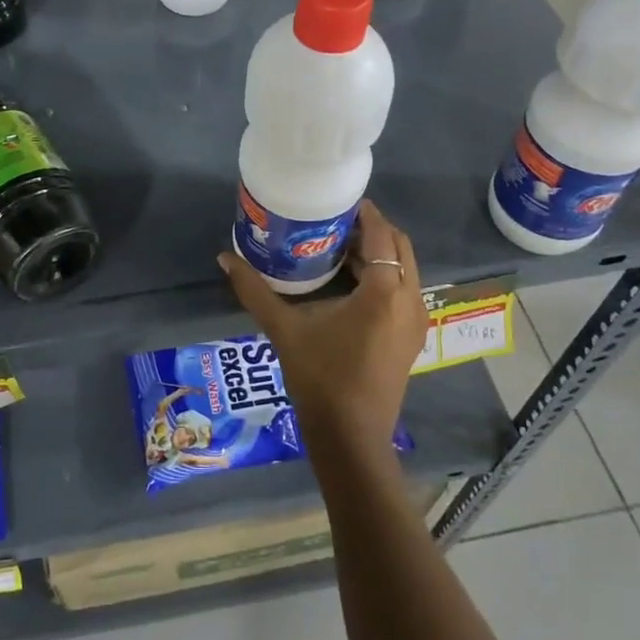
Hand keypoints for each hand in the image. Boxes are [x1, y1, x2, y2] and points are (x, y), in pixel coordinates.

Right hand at [218, 200, 427, 451]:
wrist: (351, 438)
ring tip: (339, 247)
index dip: (365, 214)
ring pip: (405, 270)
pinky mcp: (412, 338)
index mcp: (384, 291)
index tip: (339, 201)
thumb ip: (254, 290)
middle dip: (372, 230)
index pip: (382, 235)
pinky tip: (351, 283)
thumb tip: (224, 258)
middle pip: (399, 247)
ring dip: (379, 253)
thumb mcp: (284, 330)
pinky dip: (385, 276)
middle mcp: (409, 300)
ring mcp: (415, 321)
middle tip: (336, 222)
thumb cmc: (320, 378)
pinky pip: (404, 291)